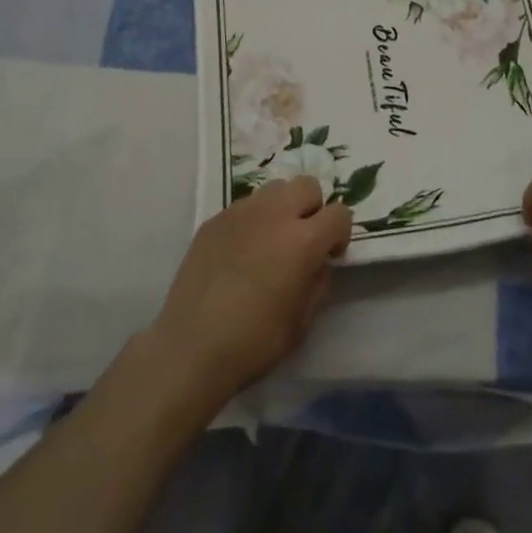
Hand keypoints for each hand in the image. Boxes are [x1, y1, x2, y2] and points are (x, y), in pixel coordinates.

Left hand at [150, 176, 352, 406]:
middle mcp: (275, 214)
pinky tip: (240, 252)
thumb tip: (318, 262)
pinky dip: (252, 221)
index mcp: (303, 240)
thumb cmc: (254, 342)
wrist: (191, 347)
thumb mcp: (302, 321)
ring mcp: (241, 212)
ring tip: (269, 241)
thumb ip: (318, 282)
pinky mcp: (215, 219)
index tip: (329, 255)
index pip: (340, 213)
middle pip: (307, 185)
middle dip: (312, 208)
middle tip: (301, 240)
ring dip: (282, 208)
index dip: (340, 234)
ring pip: (274, 189)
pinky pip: (245, 206)